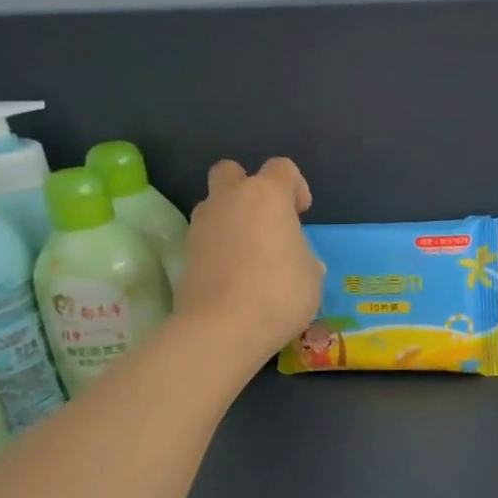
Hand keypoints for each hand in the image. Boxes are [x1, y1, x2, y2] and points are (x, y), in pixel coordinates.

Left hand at [177, 158, 323, 370]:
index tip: (302, 213)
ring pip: (215, 205)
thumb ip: (302, 254)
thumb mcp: (312, 274)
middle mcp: (229, 199)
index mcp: (266, 195)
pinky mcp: (185, 253)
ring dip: (231, 218)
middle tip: (266, 220)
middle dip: (248, 188)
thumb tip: (295, 259)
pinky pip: (206, 236)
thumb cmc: (280, 292)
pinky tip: (235, 274)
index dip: (296, 186)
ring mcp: (201, 225)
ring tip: (251, 253)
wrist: (223, 328)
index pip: (282, 168)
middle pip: (232, 172)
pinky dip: (219, 246)